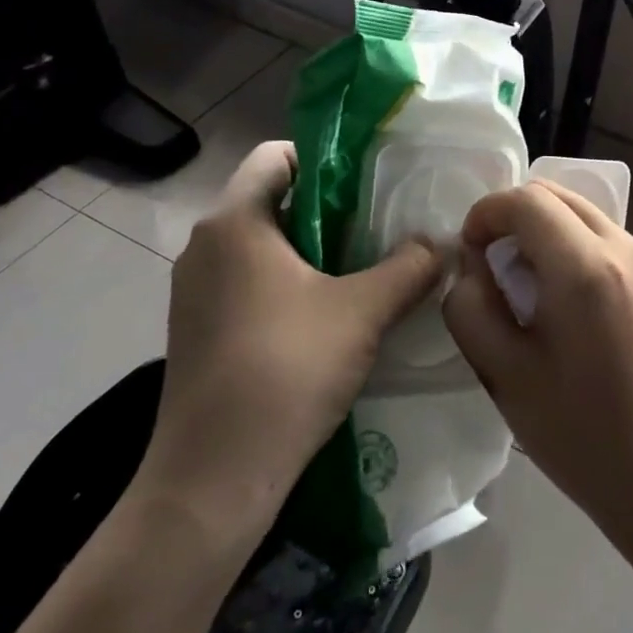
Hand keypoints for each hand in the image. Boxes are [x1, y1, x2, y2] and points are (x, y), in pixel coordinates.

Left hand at [137, 142, 445, 521]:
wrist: (212, 478)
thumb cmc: (286, 370)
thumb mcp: (363, 312)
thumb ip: (409, 267)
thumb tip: (439, 244)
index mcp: (234, 221)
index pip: (276, 154)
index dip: (324, 158)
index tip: (367, 186)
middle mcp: (204, 245)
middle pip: (271, 199)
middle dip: (325, 209)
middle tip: (376, 230)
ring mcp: (193, 290)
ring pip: (259, 244)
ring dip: (307, 251)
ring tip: (357, 274)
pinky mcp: (194, 328)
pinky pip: (245, 282)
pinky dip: (284, 285)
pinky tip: (322, 320)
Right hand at [442, 181, 632, 549]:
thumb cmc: (579, 433)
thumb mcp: (503, 374)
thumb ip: (471, 306)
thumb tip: (473, 264)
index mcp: (585, 269)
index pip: (527, 201)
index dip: (487, 213)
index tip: (471, 250)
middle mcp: (625, 249)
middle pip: (558, 194)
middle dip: (514, 215)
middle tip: (494, 263)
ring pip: (584, 212)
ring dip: (546, 229)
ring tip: (530, 284)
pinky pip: (607, 238)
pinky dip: (575, 246)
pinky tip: (569, 301)